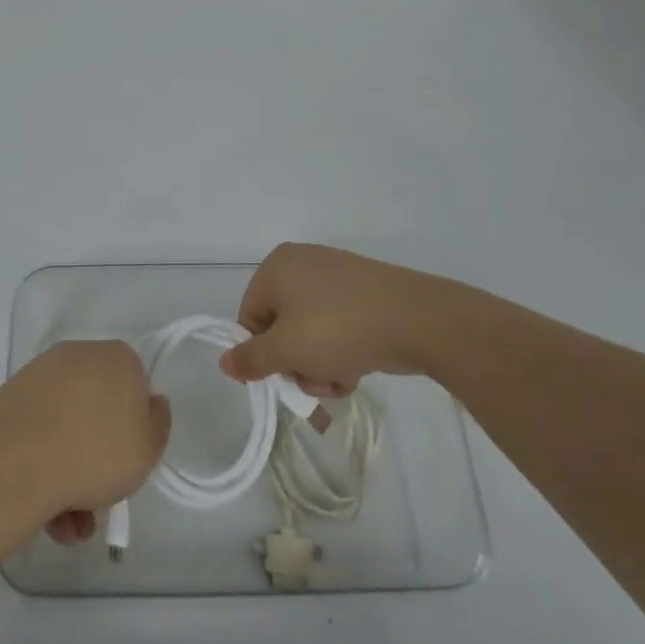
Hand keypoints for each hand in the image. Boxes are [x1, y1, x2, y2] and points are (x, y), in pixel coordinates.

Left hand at [0, 340, 170, 545]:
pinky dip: (43, 470)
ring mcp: (38, 376)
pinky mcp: (8, 400)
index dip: (134, 424)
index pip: (135, 384)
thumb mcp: (149, 447)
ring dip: (71, 476)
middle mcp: (77, 356)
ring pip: (65, 428)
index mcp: (116, 357)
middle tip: (99, 498)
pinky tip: (46, 516)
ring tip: (69, 526)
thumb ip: (157, 424)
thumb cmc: (97, 452)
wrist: (16, 464)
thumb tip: (150, 403)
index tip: (129, 457)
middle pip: (96, 409)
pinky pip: (36, 435)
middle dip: (99, 456)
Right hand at [220, 243, 455, 397]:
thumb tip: (225, 362)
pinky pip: (337, 325)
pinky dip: (341, 350)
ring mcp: (336, 275)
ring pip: (310, 332)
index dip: (263, 353)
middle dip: (296, 363)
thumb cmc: (339, 329)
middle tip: (315, 380)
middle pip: (281, 327)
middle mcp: (302, 263)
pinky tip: (357, 367)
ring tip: (341, 378)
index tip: (284, 375)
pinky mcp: (363, 292)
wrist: (418, 320)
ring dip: (319, 364)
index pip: (249, 318)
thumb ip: (251, 358)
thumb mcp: (286, 350)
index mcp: (276, 266)